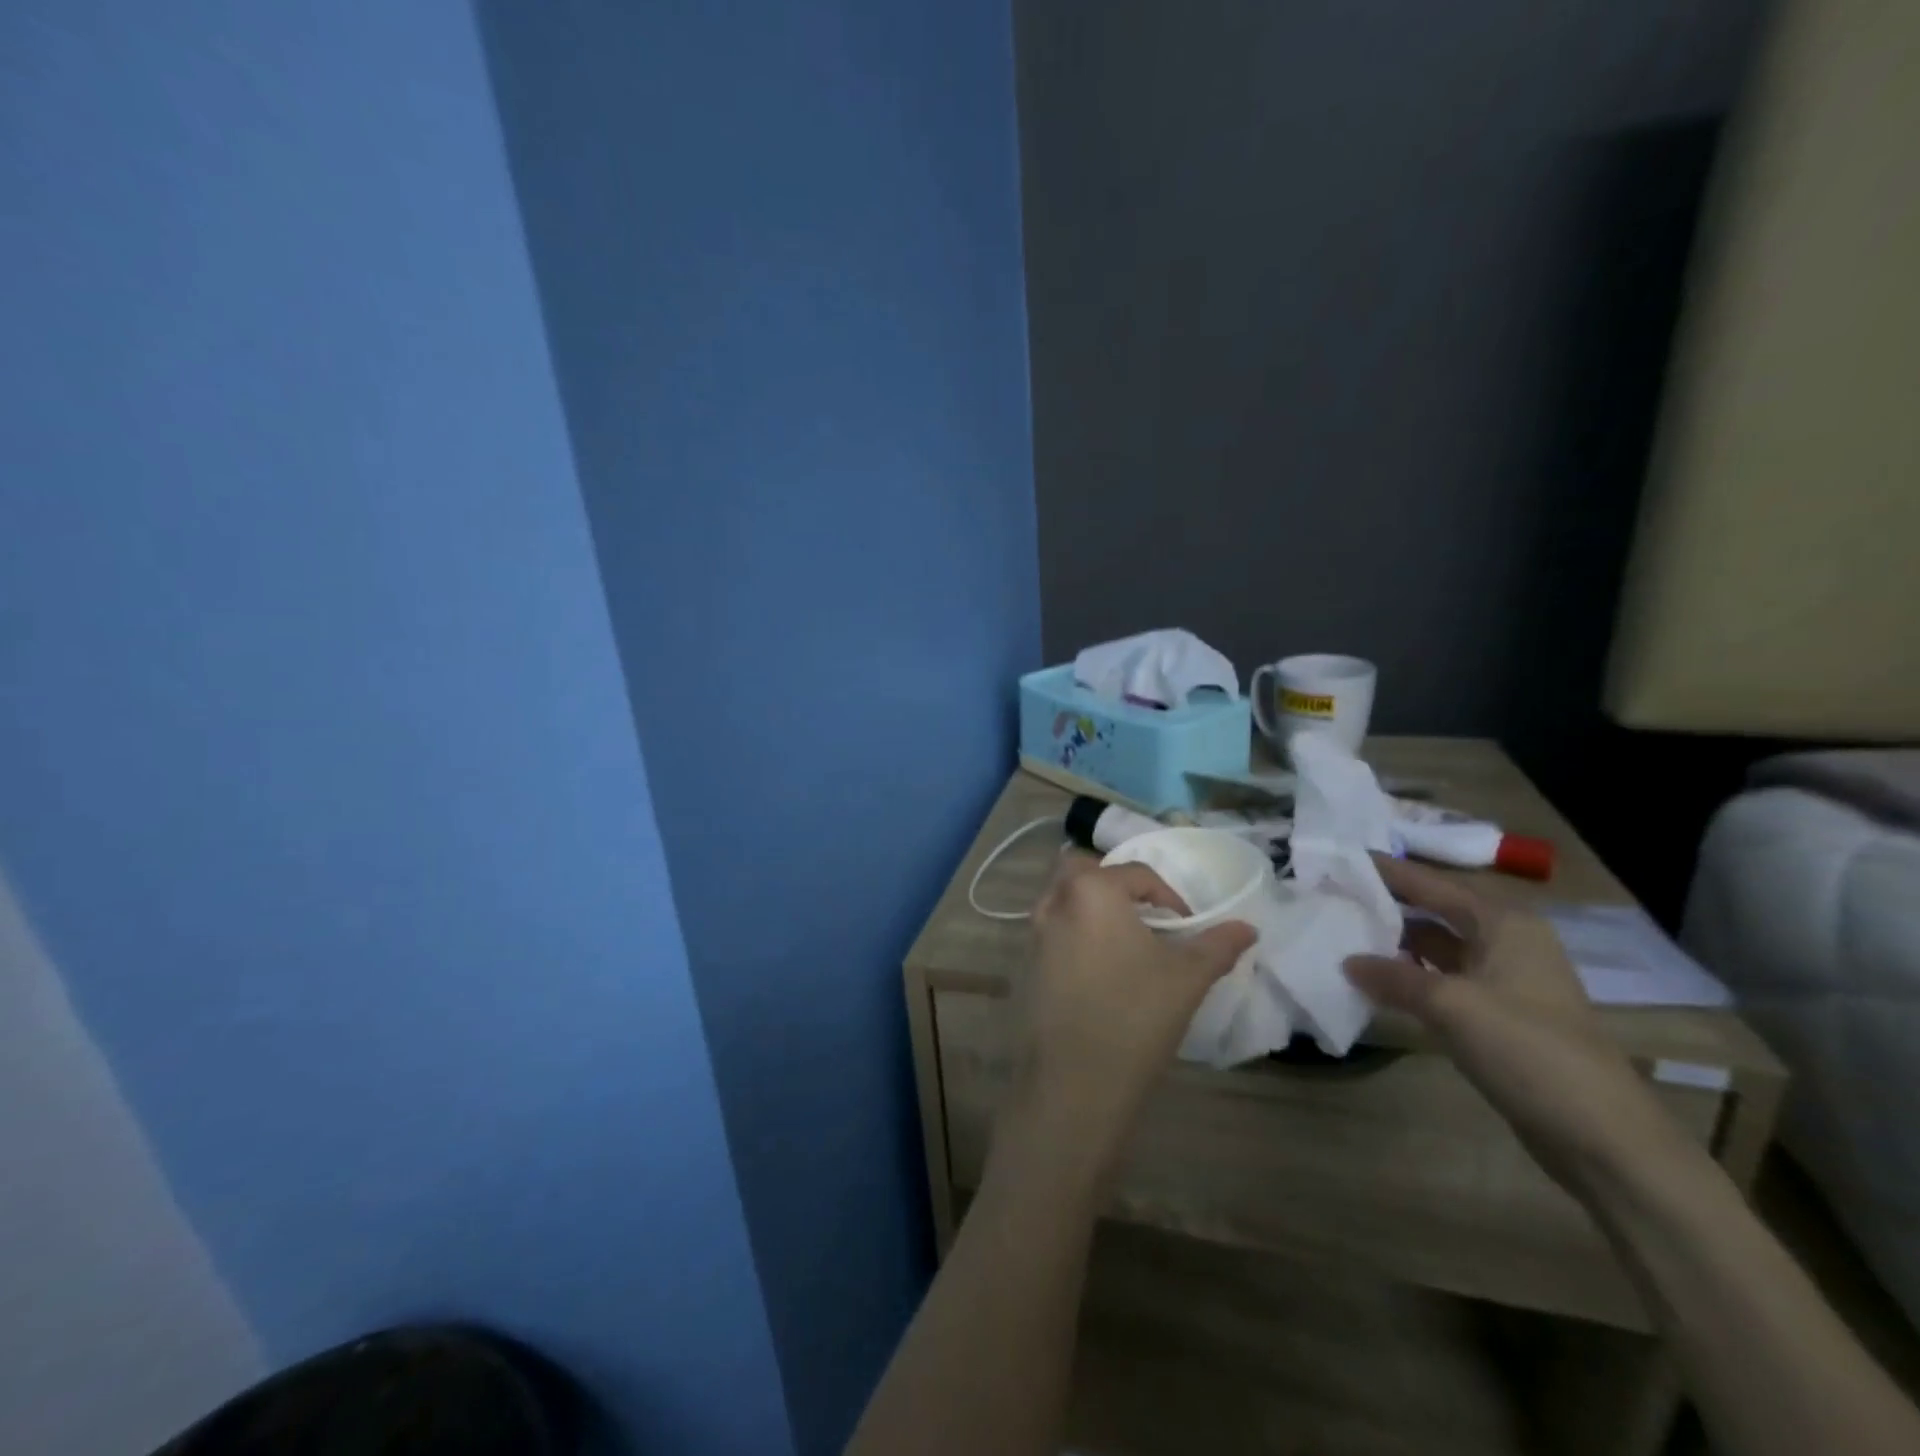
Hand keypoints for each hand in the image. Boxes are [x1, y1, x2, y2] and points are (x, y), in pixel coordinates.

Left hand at [1003, 854, 1254, 1186]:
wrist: (1074, 1082)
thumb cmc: (1135, 1016)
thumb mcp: (1187, 977)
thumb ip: (1217, 945)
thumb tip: (1248, 927)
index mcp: (1092, 890)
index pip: (1136, 873)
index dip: (1169, 896)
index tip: (1188, 927)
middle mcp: (1055, 902)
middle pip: (1082, 870)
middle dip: (1114, 882)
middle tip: (1144, 914)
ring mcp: (1033, 934)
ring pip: (1061, 898)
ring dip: (1090, 906)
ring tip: (1125, 941)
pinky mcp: (1024, 965)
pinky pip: (1051, 930)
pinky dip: (1074, 932)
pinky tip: (1099, 970)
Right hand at [1344, 855, 1688, 1195]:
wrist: (1602, 1137)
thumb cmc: (1529, 1051)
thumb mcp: (1451, 1006)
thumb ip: (1393, 977)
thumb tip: (1346, 961)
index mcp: (1504, 923)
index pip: (1431, 883)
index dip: (1386, 871)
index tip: (1339, 859)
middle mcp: (1506, 941)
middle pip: (1435, 910)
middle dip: (1387, 904)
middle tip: (1333, 895)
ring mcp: (1505, 980)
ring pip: (1438, 946)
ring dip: (1396, 942)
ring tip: (1343, 933)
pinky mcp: (1499, 1014)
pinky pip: (1443, 979)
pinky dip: (1410, 975)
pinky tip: (1375, 980)